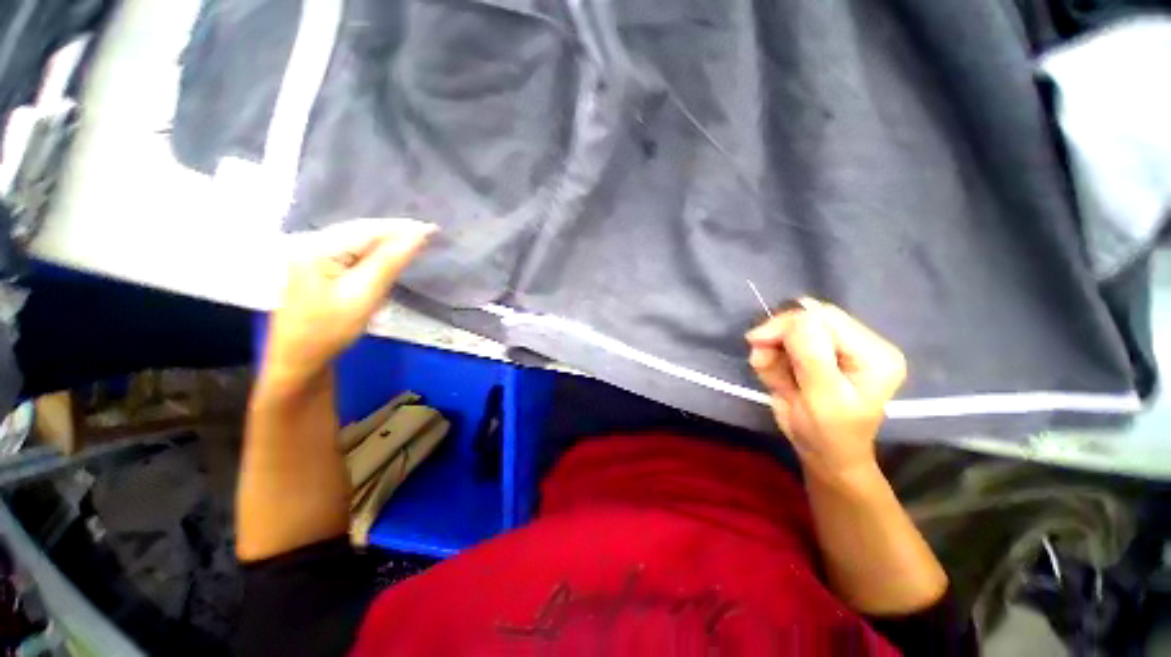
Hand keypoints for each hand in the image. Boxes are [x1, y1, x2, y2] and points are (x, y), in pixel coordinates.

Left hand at [262, 218, 435, 390]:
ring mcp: (312, 254)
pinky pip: (353, 253)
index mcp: (317, 246)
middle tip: (428, 235)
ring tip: (415, 243)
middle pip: (362, 232)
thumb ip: (390, 262)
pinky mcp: (318, 267)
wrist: (299, 358)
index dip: (401, 228)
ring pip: (358, 242)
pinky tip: (389, 258)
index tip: (433, 229)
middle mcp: (311, 243)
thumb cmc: (330, 329)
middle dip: (395, 233)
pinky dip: (375, 255)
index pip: (367, 230)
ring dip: (387, 243)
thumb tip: (417, 236)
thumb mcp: (363, 294)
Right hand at [745, 299, 905, 481]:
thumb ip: (812, 356)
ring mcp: (836, 348)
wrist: (822, 454)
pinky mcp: (816, 354)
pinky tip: (778, 380)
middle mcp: (858, 343)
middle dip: (778, 338)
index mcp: (874, 353)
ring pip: (790, 331)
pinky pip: (784, 345)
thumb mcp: (822, 398)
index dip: (788, 324)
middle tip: (760, 359)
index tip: (756, 341)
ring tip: (773, 378)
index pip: (826, 318)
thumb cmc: (828, 433)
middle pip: (808, 319)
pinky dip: (772, 359)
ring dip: (772, 351)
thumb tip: (798, 316)